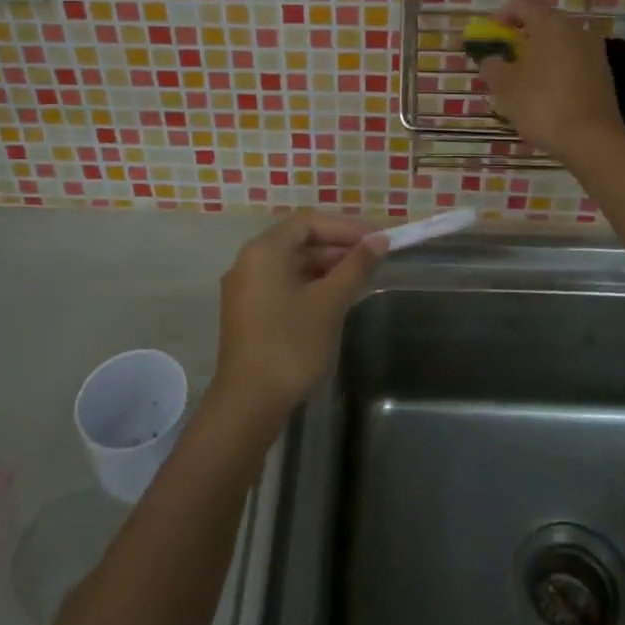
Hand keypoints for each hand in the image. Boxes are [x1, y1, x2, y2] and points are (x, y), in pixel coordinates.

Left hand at [214, 210, 385, 417]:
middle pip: (298, 240)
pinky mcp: (248, 311)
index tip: (376, 239)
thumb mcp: (329, 302)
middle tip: (373, 258)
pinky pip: (282, 283)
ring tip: (359, 276)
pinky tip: (335, 296)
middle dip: (337, 245)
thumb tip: (379, 240)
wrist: (248, 403)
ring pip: (291, 263)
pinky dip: (309, 283)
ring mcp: (246, 287)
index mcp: (264, 250)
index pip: (308, 222)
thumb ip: (354, 267)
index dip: (345, 227)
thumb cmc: (290, 345)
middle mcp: (249, 261)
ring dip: (325, 265)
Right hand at [475, 0, 624, 160]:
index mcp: (551, 24)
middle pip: (542, 22)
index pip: (521, 4)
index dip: (500, 17)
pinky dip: (554, 70)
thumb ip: (492, 66)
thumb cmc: (542, 105)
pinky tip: (545, 96)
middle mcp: (576, 30)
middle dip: (519, 38)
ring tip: (522, 82)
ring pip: (558, 44)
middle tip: (503, 62)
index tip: (489, 39)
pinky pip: (572, 62)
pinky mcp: (603, 74)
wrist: (592, 140)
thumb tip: (491, 60)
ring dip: (537, 55)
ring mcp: (594, 52)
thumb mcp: (505, 86)